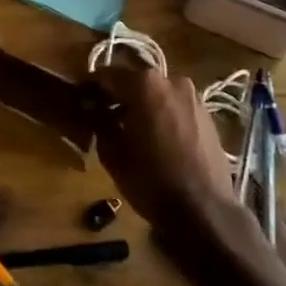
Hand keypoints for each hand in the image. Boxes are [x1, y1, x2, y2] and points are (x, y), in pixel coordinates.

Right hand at [91, 68, 251, 239]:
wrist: (204, 210)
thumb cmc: (150, 178)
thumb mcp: (111, 151)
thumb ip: (98, 120)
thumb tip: (90, 106)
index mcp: (144, 83)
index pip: (106, 75)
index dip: (89, 86)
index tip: (78, 99)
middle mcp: (171, 80)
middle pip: (134, 80)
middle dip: (116, 94)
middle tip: (100, 113)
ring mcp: (193, 97)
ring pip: (156, 93)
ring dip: (140, 104)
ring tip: (127, 127)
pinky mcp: (207, 116)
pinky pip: (174, 106)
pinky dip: (160, 113)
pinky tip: (153, 136)